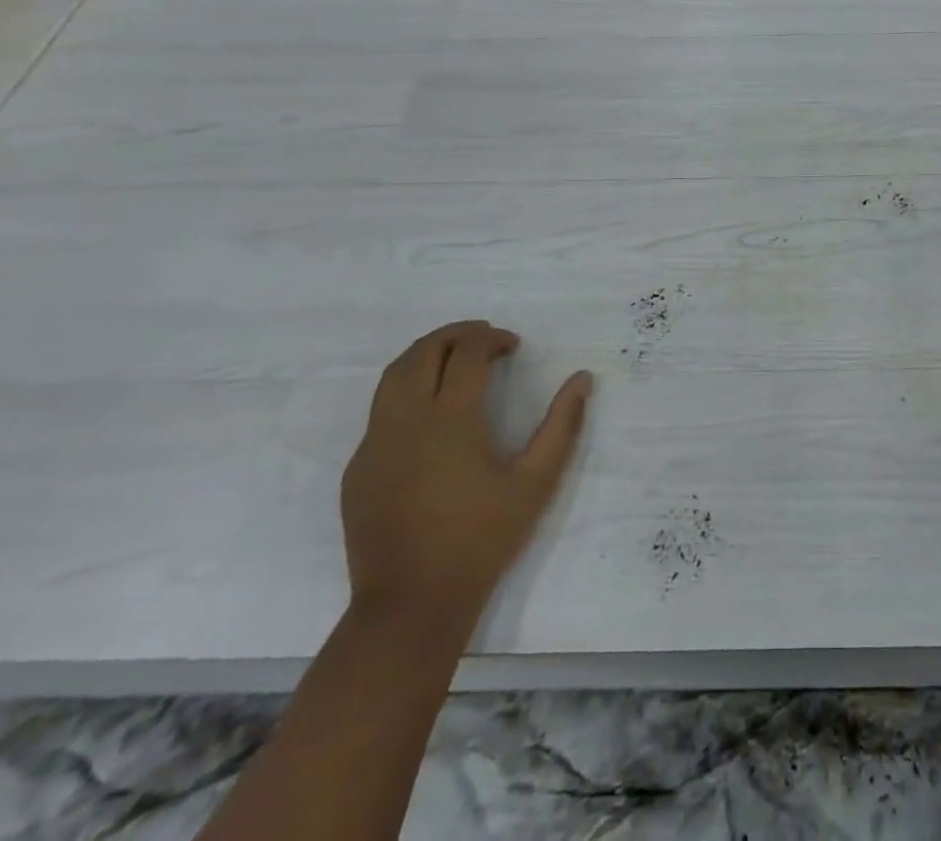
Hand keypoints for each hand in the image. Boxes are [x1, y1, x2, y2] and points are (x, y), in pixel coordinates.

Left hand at [340, 321, 592, 642]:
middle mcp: (407, 421)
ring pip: (393, 376)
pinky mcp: (358, 469)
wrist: (411, 606)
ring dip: (425, 354)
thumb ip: (562, 426)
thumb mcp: (536, 483)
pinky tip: (430, 413)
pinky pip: (380, 412)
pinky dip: (407, 391)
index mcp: (451, 420)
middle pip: (424, 352)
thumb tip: (582, 379)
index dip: (492, 339)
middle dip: (456, 334)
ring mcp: (375, 444)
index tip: (513, 346)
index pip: (467, 353)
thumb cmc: (481, 540)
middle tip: (486, 338)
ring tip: (454, 358)